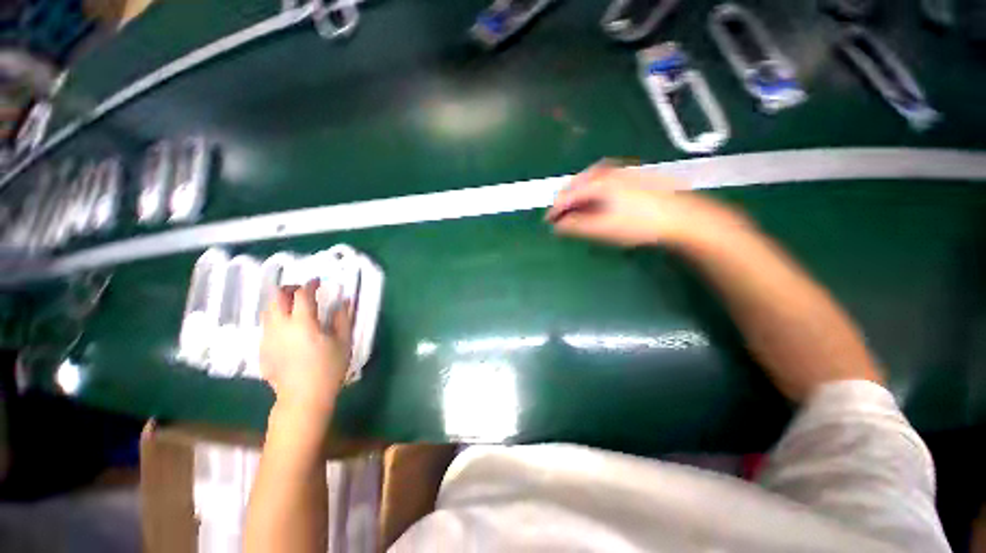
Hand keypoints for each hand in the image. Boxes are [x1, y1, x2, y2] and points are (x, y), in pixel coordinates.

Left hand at [259, 281, 351, 415]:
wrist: (303, 397)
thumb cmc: (328, 368)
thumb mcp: (343, 342)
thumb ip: (343, 318)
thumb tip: (345, 300)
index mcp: (303, 323)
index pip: (302, 294)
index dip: (310, 285)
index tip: (317, 282)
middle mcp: (280, 326)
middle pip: (277, 297)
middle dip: (289, 289)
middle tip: (302, 291)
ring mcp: (268, 338)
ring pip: (267, 311)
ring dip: (280, 303)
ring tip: (294, 307)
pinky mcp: (262, 350)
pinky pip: (266, 326)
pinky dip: (276, 319)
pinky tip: (289, 329)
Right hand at [546, 161, 748, 246]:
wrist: (682, 217)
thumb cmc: (639, 224)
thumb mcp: (603, 229)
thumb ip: (576, 227)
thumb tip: (557, 227)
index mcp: (597, 183)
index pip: (567, 195)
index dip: (555, 210)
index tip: (547, 222)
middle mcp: (607, 171)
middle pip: (576, 184)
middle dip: (565, 200)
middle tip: (559, 216)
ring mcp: (622, 171)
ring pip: (589, 180)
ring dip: (578, 194)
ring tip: (574, 208)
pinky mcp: (633, 175)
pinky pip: (602, 180)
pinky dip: (592, 190)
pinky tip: (596, 199)